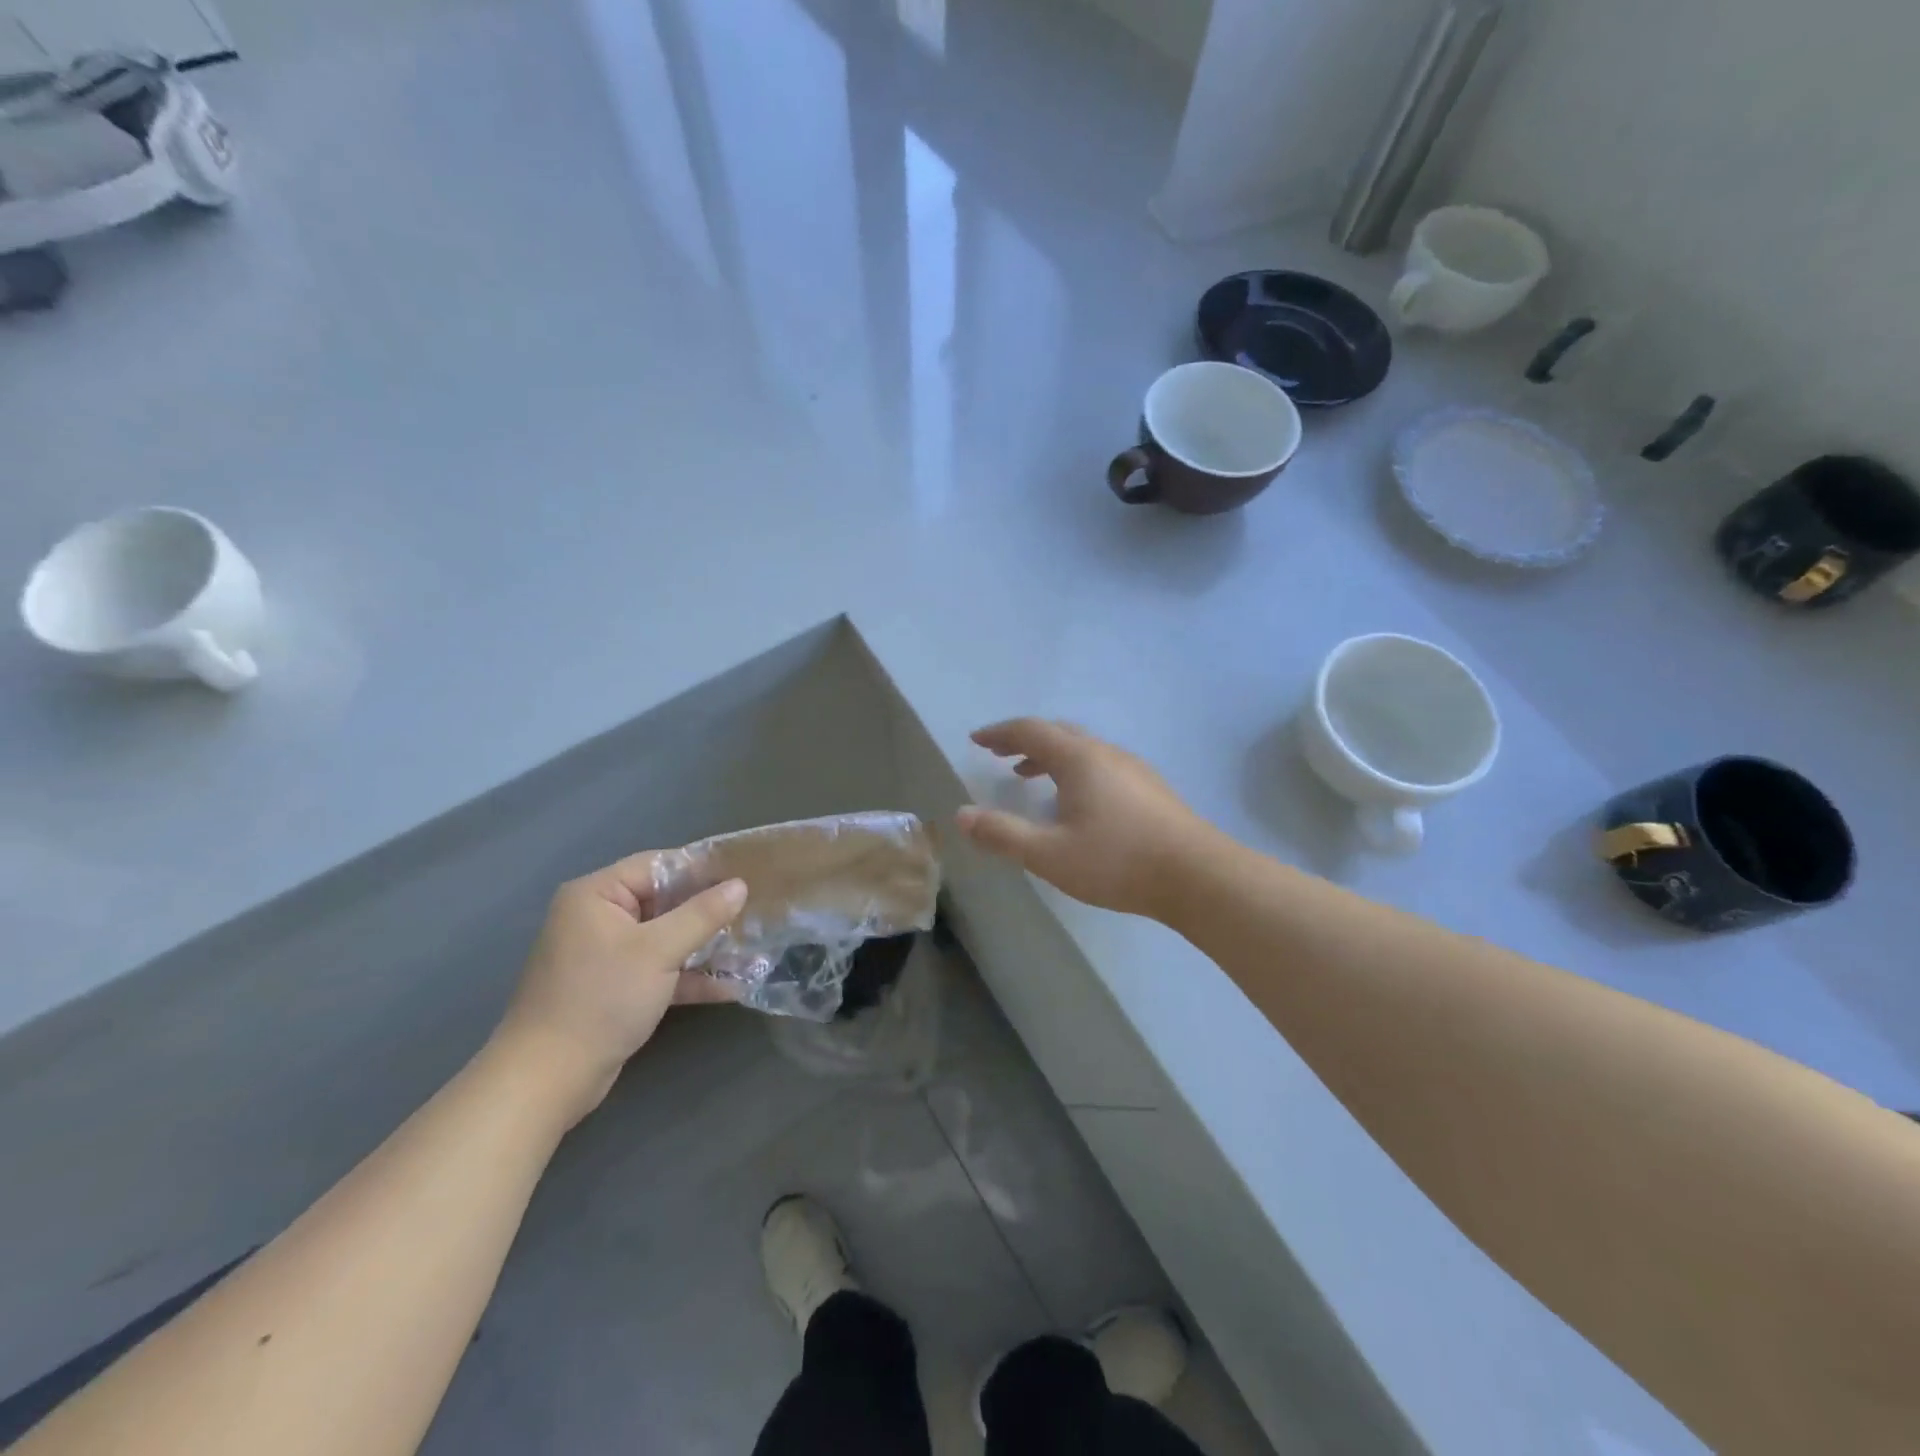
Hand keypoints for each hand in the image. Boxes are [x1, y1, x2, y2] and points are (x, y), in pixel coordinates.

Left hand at [493, 853, 746, 1126]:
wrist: (548, 1080)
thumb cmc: (600, 998)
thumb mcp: (658, 951)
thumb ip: (702, 914)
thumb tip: (740, 884)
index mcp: (598, 895)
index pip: (659, 865)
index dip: (703, 869)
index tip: (747, 874)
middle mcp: (600, 918)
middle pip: (666, 901)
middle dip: (710, 911)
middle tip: (756, 910)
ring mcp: (608, 955)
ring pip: (667, 938)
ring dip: (707, 946)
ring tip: (754, 946)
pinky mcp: (617, 989)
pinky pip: (661, 970)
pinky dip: (691, 976)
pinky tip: (733, 985)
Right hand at [956, 718, 1214, 920]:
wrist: (1198, 876)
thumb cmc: (1117, 861)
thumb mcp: (1049, 854)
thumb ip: (1002, 834)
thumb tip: (961, 816)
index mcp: (1079, 759)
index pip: (1030, 731)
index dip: (999, 733)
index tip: (976, 740)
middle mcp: (1106, 753)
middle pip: (1058, 733)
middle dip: (1024, 741)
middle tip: (999, 754)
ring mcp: (1133, 769)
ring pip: (1083, 750)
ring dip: (1050, 757)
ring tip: (1029, 776)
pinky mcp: (1151, 789)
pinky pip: (1101, 765)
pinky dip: (1075, 771)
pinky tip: (1077, 802)